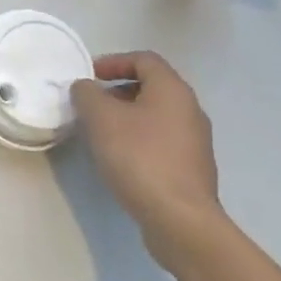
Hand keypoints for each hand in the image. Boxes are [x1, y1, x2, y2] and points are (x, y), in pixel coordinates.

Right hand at [72, 51, 223, 267]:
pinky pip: (161, 141)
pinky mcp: (192, 170)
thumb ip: (87, 94)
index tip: (89, 77)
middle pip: (150, 87)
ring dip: (126, 117)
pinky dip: (138, 140)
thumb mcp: (101, 118)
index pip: (144, 59)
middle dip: (116, 91)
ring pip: (155, 116)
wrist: (180, 221)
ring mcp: (195, 142)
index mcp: (173, 90)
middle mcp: (190, 110)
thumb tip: (85, 88)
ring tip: (100, 133)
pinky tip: (119, 159)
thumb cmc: (139, 157)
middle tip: (90, 105)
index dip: (113, 62)